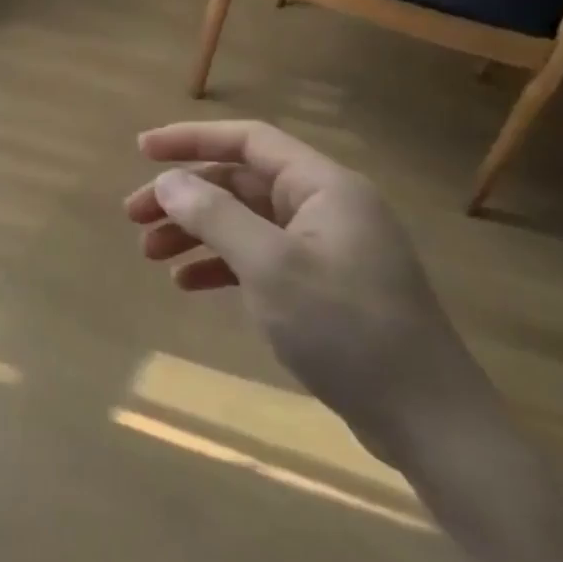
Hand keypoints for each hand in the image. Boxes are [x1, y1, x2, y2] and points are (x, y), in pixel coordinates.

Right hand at [124, 120, 492, 465]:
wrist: (429, 423)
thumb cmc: (347, 329)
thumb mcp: (270, 267)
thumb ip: (215, 216)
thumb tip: (168, 181)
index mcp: (324, 187)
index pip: (248, 140)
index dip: (191, 138)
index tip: (142, 150)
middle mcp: (325, 207)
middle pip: (240, 182)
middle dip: (184, 195)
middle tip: (133, 215)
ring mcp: (326, 248)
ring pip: (244, 221)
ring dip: (195, 231)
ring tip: (149, 252)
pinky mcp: (323, 286)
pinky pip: (258, 257)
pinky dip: (220, 264)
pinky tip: (187, 282)